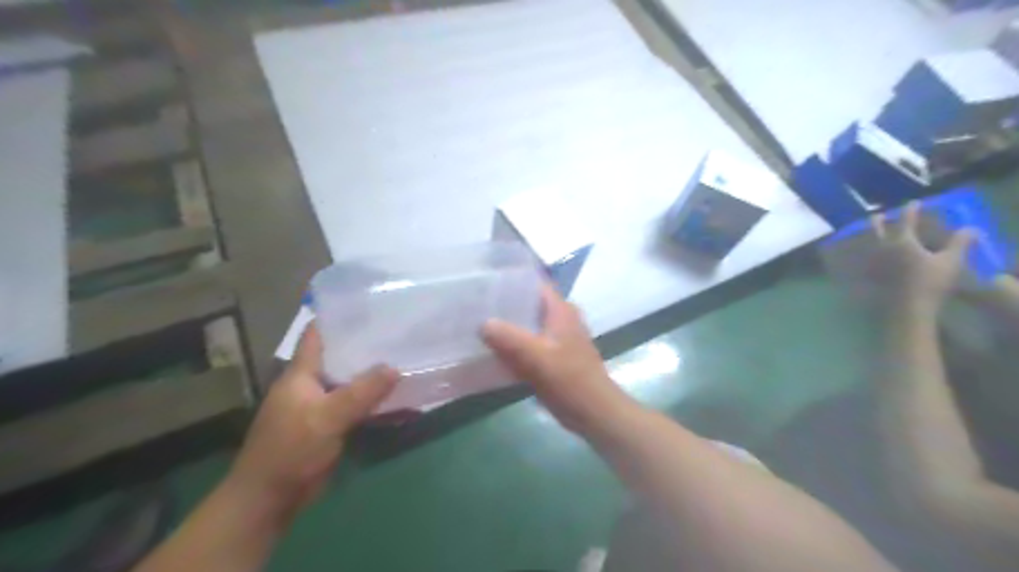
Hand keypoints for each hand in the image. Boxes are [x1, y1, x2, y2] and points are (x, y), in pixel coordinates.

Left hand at [226, 325, 396, 520]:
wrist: (271, 497)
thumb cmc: (291, 450)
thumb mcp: (327, 418)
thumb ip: (361, 393)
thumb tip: (395, 367)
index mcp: (301, 374)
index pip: (316, 335)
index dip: (336, 318)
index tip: (367, 305)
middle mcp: (311, 383)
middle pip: (339, 356)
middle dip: (365, 344)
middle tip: (398, 330)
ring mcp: (321, 405)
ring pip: (351, 380)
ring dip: (373, 372)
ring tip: (404, 355)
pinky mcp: (331, 424)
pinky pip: (357, 404)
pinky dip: (374, 398)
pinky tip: (397, 394)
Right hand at [483, 283, 637, 436]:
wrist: (594, 412)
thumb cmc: (570, 380)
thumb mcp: (537, 357)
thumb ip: (509, 338)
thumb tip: (483, 323)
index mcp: (561, 310)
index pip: (535, 283)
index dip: (512, 279)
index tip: (485, 280)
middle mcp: (561, 318)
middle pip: (529, 303)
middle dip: (505, 304)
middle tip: (476, 304)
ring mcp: (559, 338)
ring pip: (529, 324)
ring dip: (508, 325)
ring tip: (478, 323)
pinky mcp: (555, 356)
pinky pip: (530, 343)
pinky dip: (515, 344)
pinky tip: (493, 349)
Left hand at [867, 201, 977, 312]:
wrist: (907, 307)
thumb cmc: (931, 282)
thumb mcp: (951, 261)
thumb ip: (960, 243)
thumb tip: (970, 228)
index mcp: (902, 241)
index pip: (906, 220)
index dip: (911, 210)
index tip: (914, 202)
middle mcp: (883, 248)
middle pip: (876, 229)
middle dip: (878, 220)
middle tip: (879, 215)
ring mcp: (873, 261)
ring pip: (868, 243)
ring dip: (870, 235)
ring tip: (873, 232)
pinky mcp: (869, 274)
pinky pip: (865, 258)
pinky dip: (866, 252)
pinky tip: (869, 255)